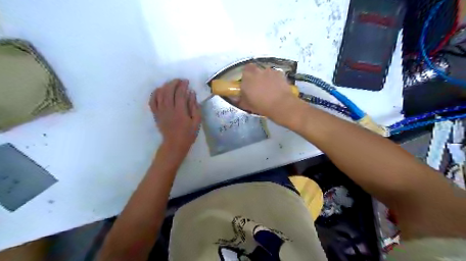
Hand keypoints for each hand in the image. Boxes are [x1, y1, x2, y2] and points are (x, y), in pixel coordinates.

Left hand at [149, 79, 199, 160]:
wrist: (174, 144)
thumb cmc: (188, 134)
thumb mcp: (196, 121)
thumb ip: (194, 106)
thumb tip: (192, 93)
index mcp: (180, 111)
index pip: (180, 93)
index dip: (183, 85)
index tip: (187, 81)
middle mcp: (168, 109)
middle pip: (168, 91)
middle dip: (174, 83)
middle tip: (180, 81)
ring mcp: (160, 111)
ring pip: (160, 94)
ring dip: (165, 86)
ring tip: (171, 84)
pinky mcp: (156, 114)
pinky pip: (152, 101)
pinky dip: (155, 93)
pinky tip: (160, 90)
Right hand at [238, 65, 299, 122]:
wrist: (280, 105)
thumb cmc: (260, 105)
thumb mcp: (246, 105)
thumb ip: (239, 99)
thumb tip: (235, 97)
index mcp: (247, 77)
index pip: (245, 70)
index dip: (246, 76)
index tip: (248, 83)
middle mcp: (257, 71)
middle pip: (255, 70)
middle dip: (256, 76)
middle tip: (258, 86)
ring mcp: (270, 71)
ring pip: (266, 72)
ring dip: (266, 78)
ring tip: (269, 89)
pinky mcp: (280, 74)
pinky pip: (275, 75)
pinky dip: (275, 80)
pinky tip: (277, 89)